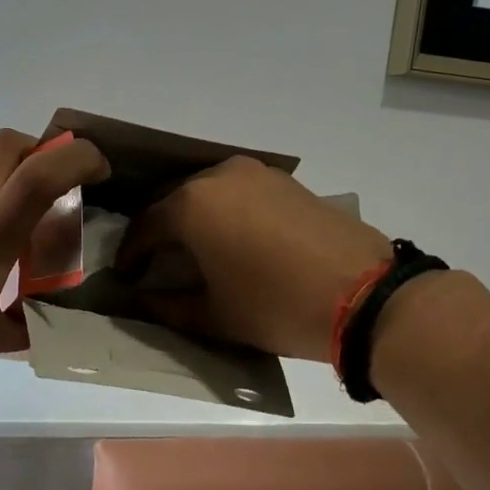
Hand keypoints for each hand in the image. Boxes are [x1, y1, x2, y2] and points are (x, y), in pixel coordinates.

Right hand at [115, 155, 393, 362]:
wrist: (364, 294)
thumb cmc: (276, 307)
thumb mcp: (214, 316)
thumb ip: (167, 305)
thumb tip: (140, 298)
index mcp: (191, 205)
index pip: (144, 226)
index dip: (130, 253)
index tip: (125, 276)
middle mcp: (216, 176)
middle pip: (171, 200)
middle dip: (157, 230)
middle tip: (152, 261)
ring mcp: (254, 173)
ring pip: (205, 191)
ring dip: (190, 217)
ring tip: (189, 249)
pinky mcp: (283, 180)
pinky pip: (236, 191)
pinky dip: (222, 210)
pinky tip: (229, 237)